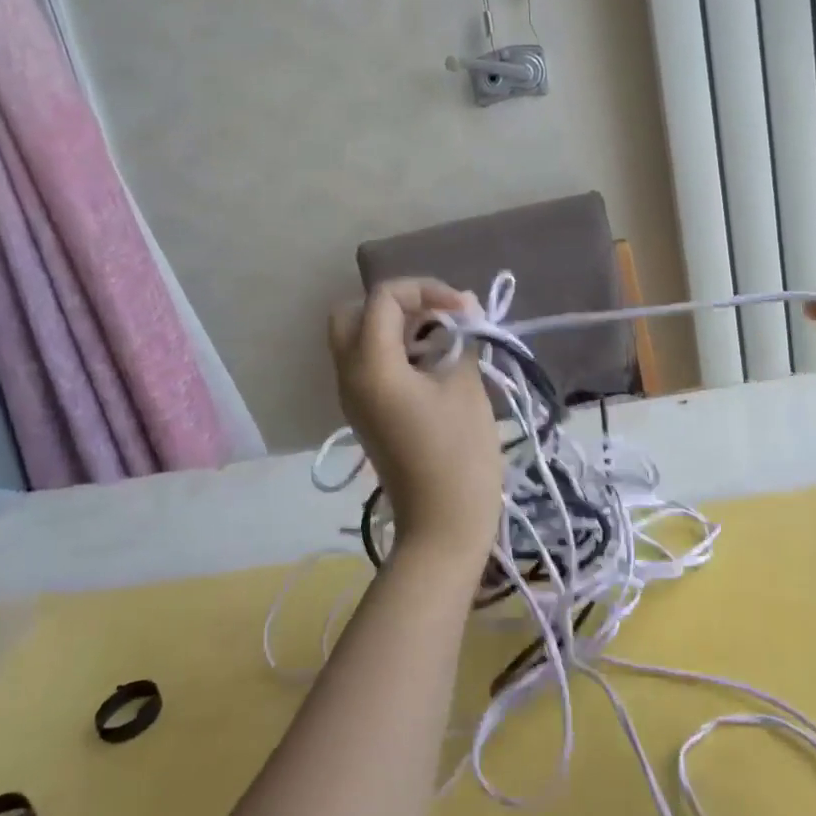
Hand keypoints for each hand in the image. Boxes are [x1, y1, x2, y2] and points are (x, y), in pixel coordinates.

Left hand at [329, 278, 503, 570]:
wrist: (442, 525)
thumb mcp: (465, 387)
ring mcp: (354, 396)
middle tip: (439, 317)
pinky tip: (435, 364)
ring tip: (444, 339)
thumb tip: (463, 310)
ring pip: (360, 338)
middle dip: (398, 304)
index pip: (384, 297)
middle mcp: (350, 375)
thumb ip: (460, 339)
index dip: (426, 289)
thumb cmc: (458, 455)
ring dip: (398, 328)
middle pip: (355, 313)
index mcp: (371, 365)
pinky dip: (396, 352)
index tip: (465, 309)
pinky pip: (370, 365)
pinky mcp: (366, 413)